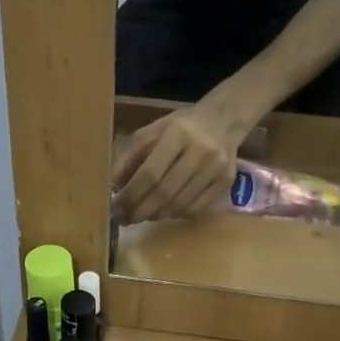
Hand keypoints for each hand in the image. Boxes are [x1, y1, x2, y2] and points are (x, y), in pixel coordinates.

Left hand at [112, 100, 247, 223]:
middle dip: (140, 211)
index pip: (150, 173)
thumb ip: (131, 156)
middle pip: (165, 192)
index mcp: (178, 134)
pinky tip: (164, 212)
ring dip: (156, 215)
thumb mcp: (152, 131)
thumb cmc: (181, 127)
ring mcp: (216, 169)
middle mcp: (200, 151)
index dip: (131, 195)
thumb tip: (113, 187)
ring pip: (180, 204)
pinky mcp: (226, 182)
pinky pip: (196, 208)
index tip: (115, 208)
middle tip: (124, 219)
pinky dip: (176, 215)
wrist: (223, 121)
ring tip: (141, 216)